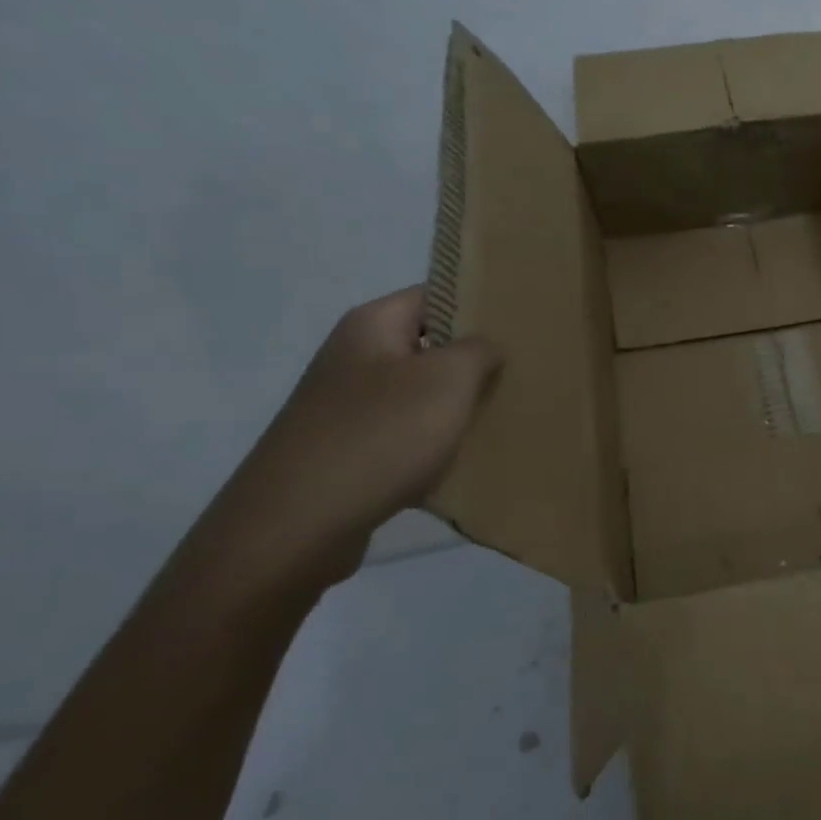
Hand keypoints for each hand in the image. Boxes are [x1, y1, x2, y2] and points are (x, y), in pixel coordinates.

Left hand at [185, 286, 500, 596]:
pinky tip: (464, 461)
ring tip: (502, 417)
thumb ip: (478, 350)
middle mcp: (353, 357)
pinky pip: (404, 435)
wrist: (297, 524)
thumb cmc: (380, 436)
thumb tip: (485, 345)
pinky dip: (433, 444)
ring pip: (419, 394)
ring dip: (456, 406)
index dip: (478, 305)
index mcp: (371, 326)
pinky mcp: (346, 451)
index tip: (521, 325)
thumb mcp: (447, 380)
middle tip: (523, 373)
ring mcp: (345, 407)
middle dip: (473, 361)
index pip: (435, 295)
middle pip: (428, 346)